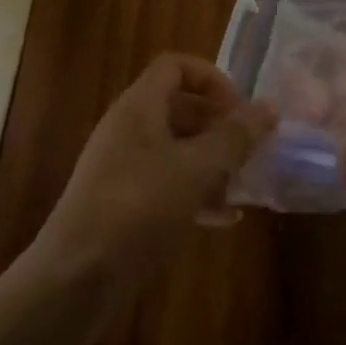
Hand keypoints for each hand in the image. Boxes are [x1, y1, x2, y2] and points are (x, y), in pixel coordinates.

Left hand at [31, 53, 275, 296]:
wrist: (76, 278)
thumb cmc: (139, 207)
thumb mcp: (197, 169)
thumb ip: (236, 137)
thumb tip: (270, 106)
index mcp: (139, 106)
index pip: (176, 66)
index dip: (212, 79)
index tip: (239, 110)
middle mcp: (128, 128)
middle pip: (179, 107)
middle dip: (218, 125)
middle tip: (249, 149)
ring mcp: (123, 167)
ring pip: (176, 149)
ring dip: (212, 162)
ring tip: (243, 185)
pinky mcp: (123, 203)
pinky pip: (167, 184)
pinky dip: (196, 193)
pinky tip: (224, 219)